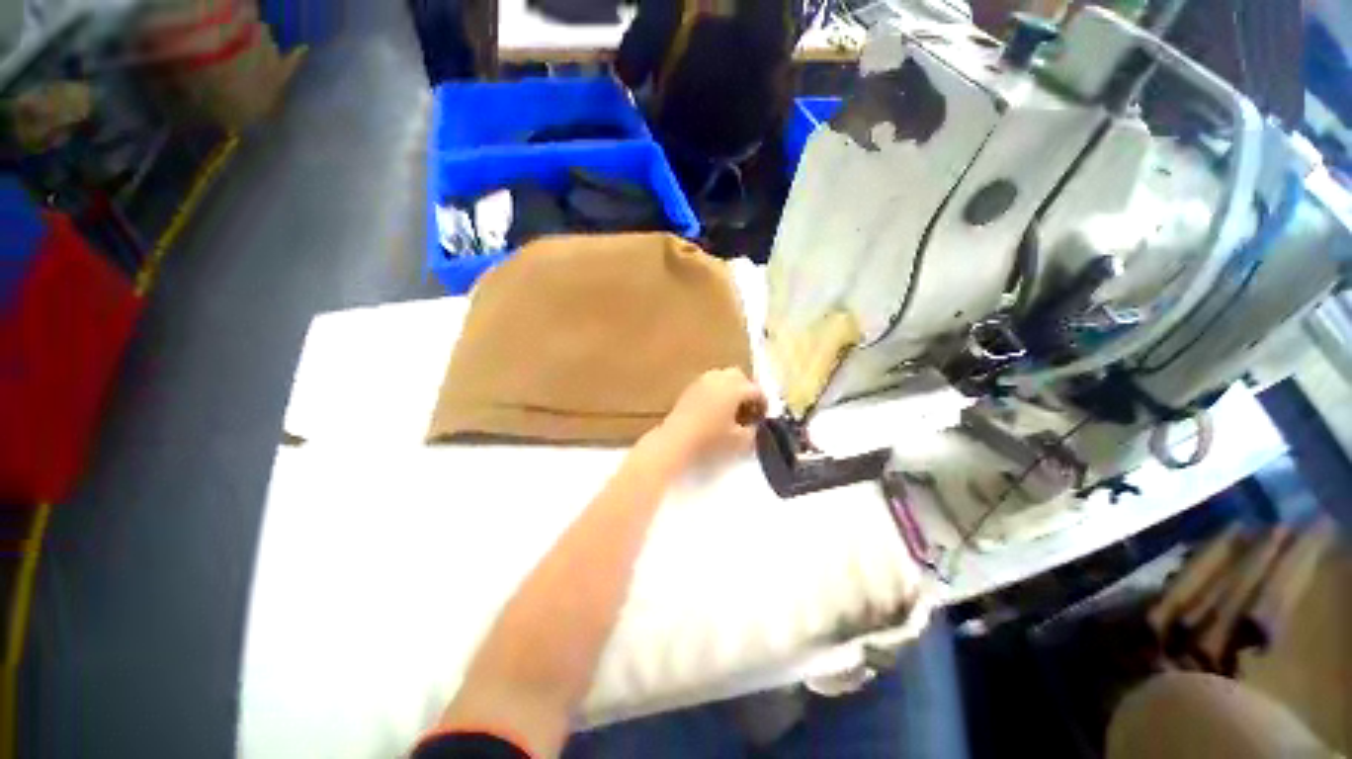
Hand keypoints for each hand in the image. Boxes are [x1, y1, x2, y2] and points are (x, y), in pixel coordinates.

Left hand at [657, 368, 766, 462]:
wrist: (676, 441)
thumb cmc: (711, 441)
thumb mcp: (741, 441)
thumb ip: (755, 430)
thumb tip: (757, 424)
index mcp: (735, 387)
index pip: (757, 391)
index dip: (764, 404)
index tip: (763, 419)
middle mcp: (719, 378)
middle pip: (739, 376)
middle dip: (747, 390)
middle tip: (749, 409)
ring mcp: (702, 381)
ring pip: (722, 377)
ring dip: (731, 389)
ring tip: (731, 410)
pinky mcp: (689, 388)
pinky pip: (709, 384)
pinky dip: (717, 392)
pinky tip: (715, 410)